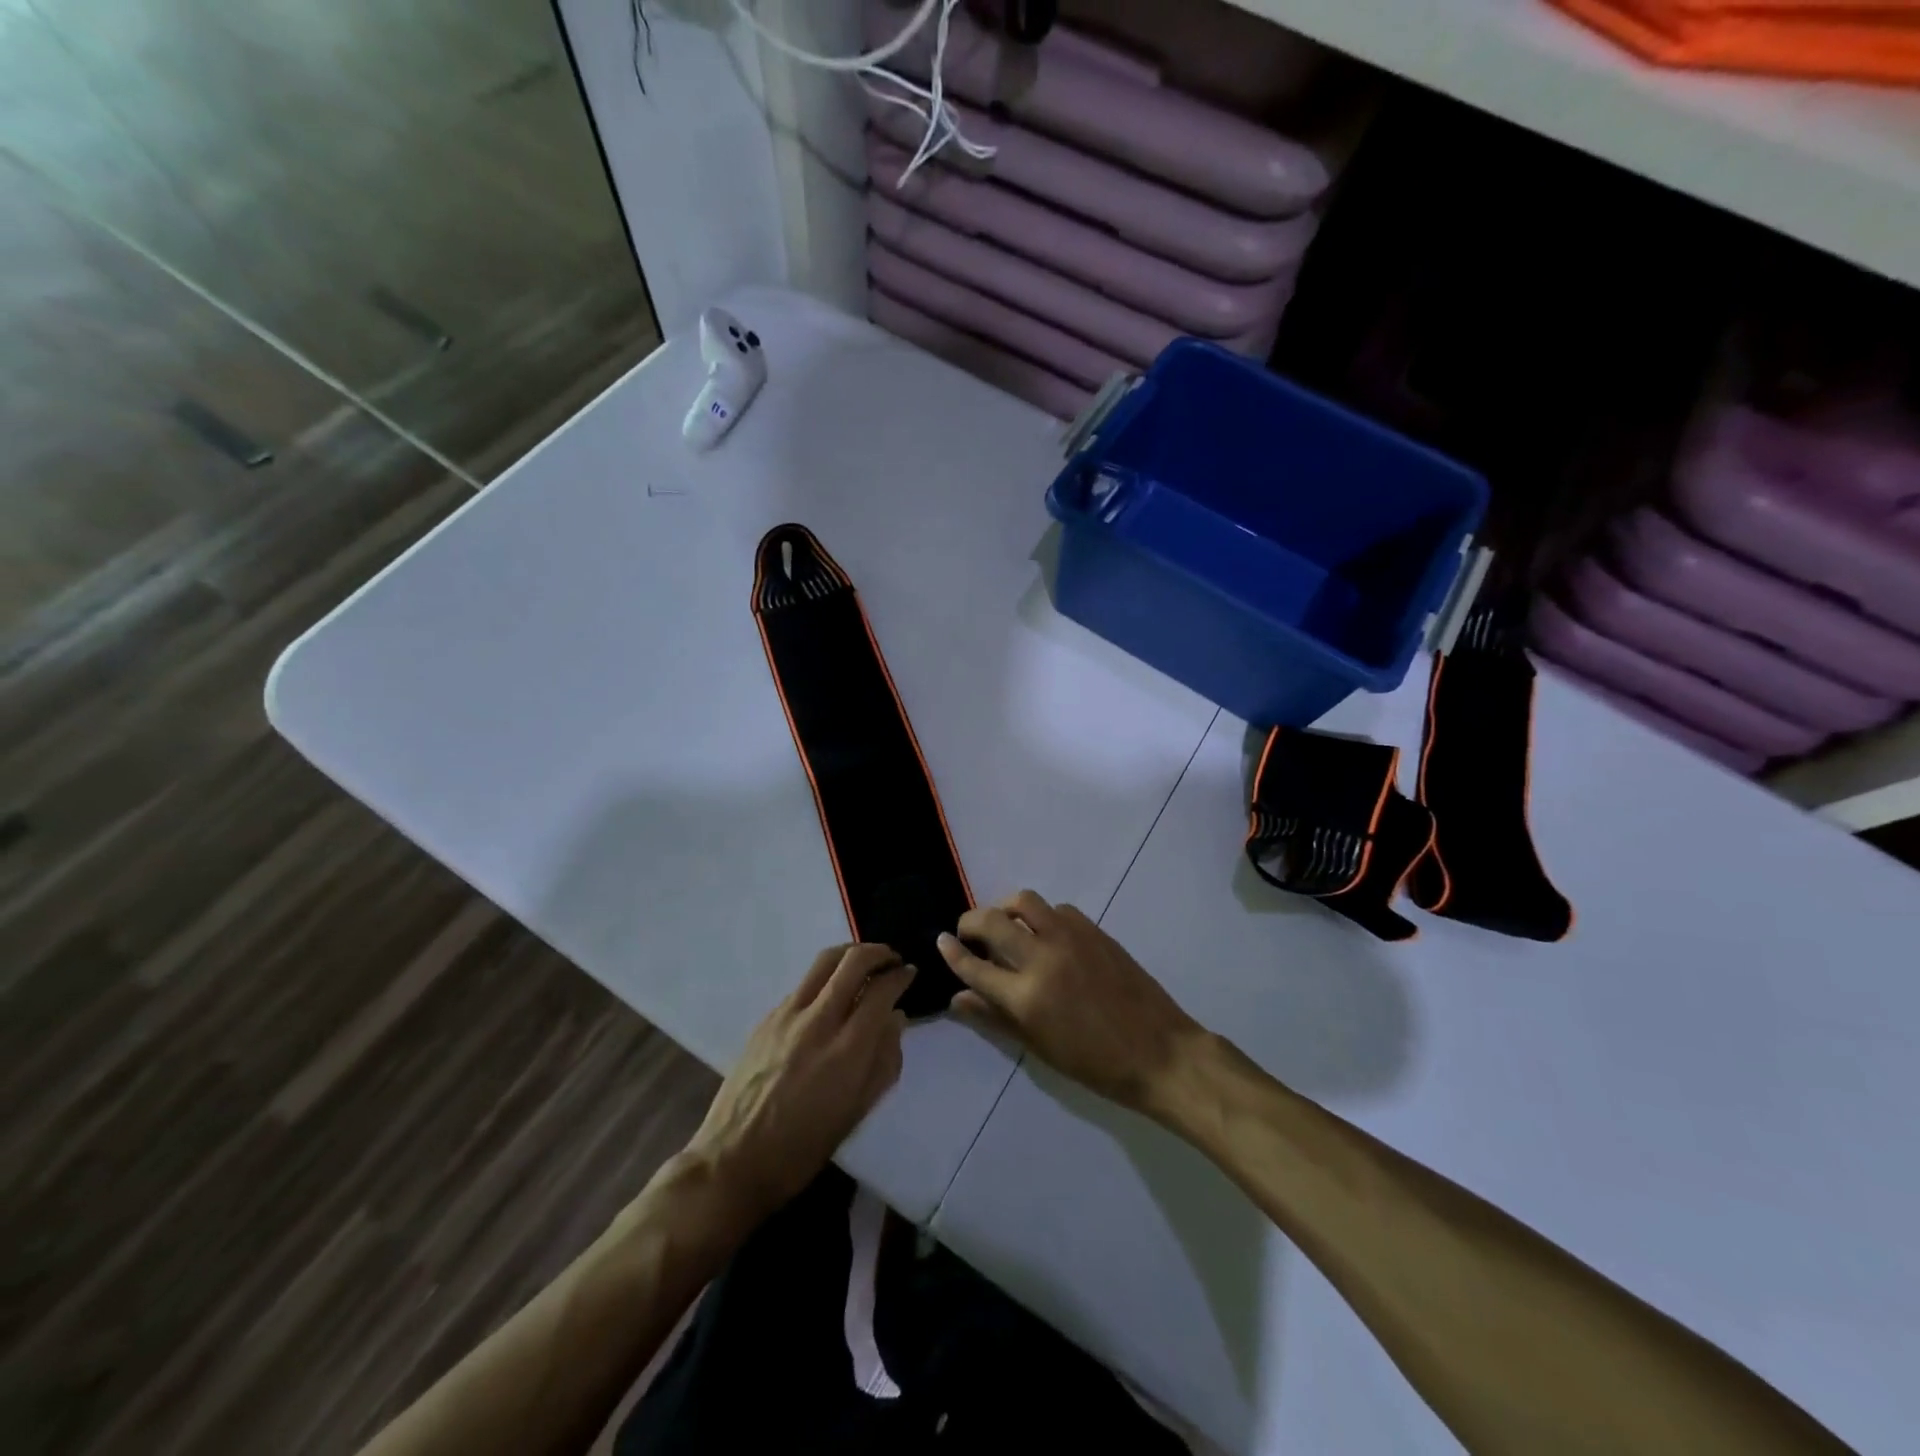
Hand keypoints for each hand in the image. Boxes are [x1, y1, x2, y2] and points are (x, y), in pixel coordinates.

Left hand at [688, 944, 913, 1224]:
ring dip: (851, 954)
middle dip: (879, 952)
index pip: (881, 991)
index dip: (901, 976)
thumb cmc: (803, 1148)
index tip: (910, 974)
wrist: (734, 1160)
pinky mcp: (766, 1018)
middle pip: (853, 962)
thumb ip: (884, 1061)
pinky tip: (830, 995)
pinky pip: (804, 983)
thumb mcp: (857, 1113)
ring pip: (824, 961)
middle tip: (892, 959)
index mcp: (847, 1051)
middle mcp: (818, 1022)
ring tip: (864, 962)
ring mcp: (788, 1015)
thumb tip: (896, 1019)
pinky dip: (826, 978)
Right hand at [938, 892, 1202, 1118]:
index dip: (952, 952)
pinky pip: (1057, 909)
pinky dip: (1041, 916)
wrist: (1158, 1052)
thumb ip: (994, 1018)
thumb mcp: (1038, 1048)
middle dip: (970, 922)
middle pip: (992, 921)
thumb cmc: (1095, 1064)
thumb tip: (958, 999)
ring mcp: (1070, 938)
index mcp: (1025, 997)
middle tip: (968, 932)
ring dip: (1005, 908)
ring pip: (1024, 901)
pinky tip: (1045, 934)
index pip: (974, 965)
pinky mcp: (1093, 930)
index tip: (941, 942)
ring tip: (1004, 924)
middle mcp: (1042, 958)